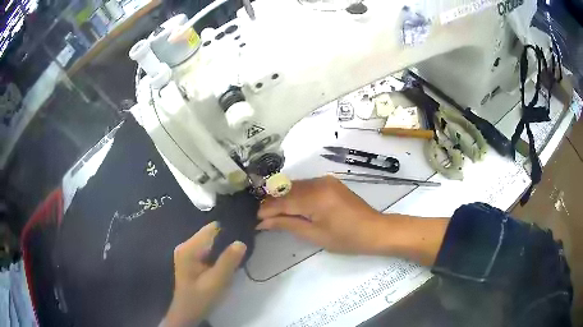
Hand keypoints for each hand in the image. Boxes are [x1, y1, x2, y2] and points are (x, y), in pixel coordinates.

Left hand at [161, 222, 246, 326]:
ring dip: (224, 247)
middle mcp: (186, 246)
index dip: (229, 230)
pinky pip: (208, 250)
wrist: (187, 312)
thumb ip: (228, 261)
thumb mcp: (217, 281)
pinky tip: (228, 260)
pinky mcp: (191, 259)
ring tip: (240, 253)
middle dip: (227, 239)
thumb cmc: (200, 298)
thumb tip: (240, 242)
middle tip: (244, 248)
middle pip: (211, 234)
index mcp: (189, 248)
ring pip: (211, 243)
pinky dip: (219, 254)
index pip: (211, 229)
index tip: (245, 234)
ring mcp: (188, 252)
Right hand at [257, 176, 386, 254]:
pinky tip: (289, 206)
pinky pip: (305, 186)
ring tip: (270, 213)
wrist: (375, 230)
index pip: (282, 201)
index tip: (253, 219)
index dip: (265, 210)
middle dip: (271, 203)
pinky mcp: (329, 182)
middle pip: (286, 190)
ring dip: (281, 198)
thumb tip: (263, 222)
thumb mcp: (315, 235)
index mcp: (315, 197)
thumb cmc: (346, 238)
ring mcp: (325, 180)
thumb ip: (287, 224)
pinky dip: (294, 195)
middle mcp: (318, 182)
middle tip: (259, 217)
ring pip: (294, 186)